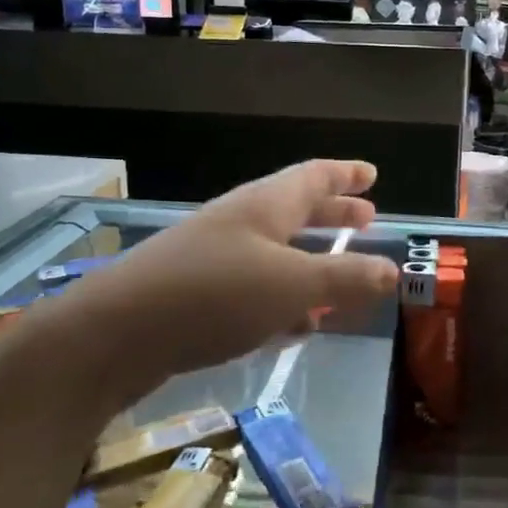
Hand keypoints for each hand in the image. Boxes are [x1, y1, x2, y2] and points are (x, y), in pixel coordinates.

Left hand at [53, 160, 398, 385]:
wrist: (115, 334)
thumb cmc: (215, 295)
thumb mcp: (293, 285)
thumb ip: (344, 277)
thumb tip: (392, 270)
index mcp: (265, 205)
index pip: (314, 176)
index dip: (346, 174)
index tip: (372, 174)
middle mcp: (240, 223)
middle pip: (296, 210)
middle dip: (333, 215)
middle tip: (366, 219)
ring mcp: (215, 258)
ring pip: (276, 252)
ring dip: (310, 262)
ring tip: (341, 279)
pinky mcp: (197, 296)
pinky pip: (255, 288)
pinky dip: (283, 298)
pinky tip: (295, 325)